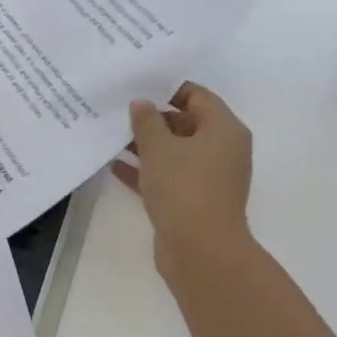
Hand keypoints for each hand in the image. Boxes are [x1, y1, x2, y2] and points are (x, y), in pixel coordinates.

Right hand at [112, 82, 254, 282]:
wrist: (200, 249)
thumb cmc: (184, 188)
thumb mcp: (159, 148)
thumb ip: (147, 122)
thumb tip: (141, 104)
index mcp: (224, 130)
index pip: (198, 96)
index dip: (168, 89)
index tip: (137, 87)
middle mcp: (222, 151)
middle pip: (187, 124)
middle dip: (153, 119)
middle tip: (119, 112)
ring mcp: (209, 178)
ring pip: (175, 153)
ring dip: (147, 146)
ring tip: (112, 137)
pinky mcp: (193, 202)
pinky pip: (168, 178)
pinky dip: (146, 171)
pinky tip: (116, 166)